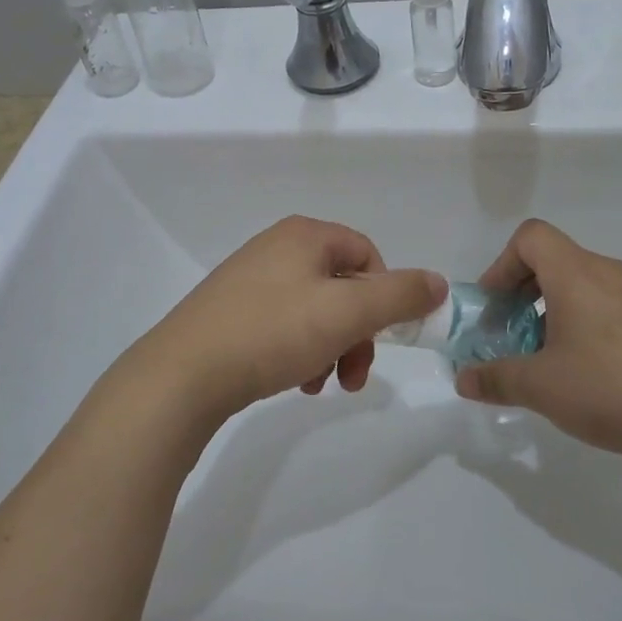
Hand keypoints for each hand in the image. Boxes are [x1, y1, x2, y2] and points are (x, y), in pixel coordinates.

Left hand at [128, 215, 445, 425]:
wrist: (183, 375)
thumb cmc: (272, 333)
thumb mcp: (347, 312)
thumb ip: (400, 295)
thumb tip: (438, 282)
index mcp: (304, 236)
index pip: (367, 253)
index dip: (385, 294)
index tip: (383, 336)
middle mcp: (276, 248)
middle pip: (342, 286)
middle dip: (358, 332)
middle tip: (355, 375)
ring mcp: (249, 281)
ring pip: (315, 311)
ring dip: (332, 348)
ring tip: (321, 384)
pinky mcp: (231, 313)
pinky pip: (284, 327)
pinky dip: (300, 353)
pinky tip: (296, 382)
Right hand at [454, 219, 621, 477]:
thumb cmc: (611, 388)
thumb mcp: (540, 387)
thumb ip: (495, 378)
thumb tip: (463, 379)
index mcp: (576, 274)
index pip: (530, 237)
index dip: (501, 265)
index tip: (494, 307)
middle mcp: (608, 273)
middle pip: (554, 260)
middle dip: (522, 293)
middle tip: (511, 336)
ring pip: (581, 286)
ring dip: (552, 313)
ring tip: (547, 361)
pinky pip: (608, 308)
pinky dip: (584, 326)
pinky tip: (588, 375)